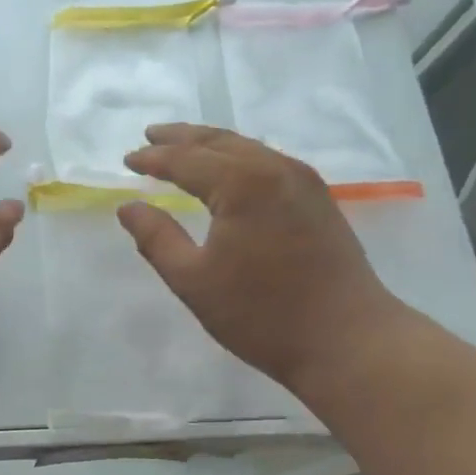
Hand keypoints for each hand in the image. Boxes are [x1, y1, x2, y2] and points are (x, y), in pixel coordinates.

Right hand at [118, 124, 405, 390]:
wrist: (348, 340)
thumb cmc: (262, 313)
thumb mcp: (193, 280)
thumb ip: (156, 239)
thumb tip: (128, 207)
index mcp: (242, 184)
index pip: (186, 160)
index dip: (153, 159)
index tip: (127, 159)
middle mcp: (275, 169)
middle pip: (219, 142)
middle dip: (181, 138)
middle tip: (149, 135)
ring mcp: (303, 182)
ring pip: (247, 148)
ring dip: (210, 144)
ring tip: (183, 146)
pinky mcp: (318, 199)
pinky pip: (268, 161)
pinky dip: (237, 157)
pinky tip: (228, 169)